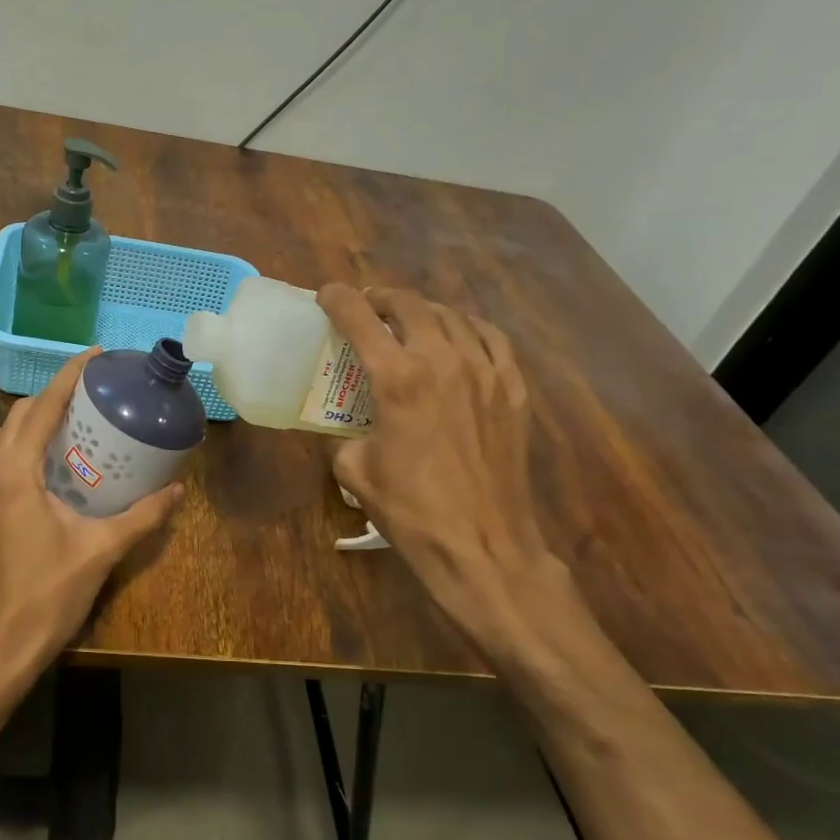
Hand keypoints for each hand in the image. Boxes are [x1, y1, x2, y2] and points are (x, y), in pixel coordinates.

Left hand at [0, 350, 183, 684]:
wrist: (4, 643)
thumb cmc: (50, 593)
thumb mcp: (102, 550)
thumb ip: (142, 516)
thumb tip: (177, 489)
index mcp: (16, 474)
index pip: (40, 409)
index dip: (67, 377)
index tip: (94, 356)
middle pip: (19, 414)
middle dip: (52, 393)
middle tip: (93, 387)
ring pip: (7, 435)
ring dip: (37, 416)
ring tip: (78, 413)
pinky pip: (4, 456)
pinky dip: (28, 441)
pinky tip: (59, 455)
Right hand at [319, 284, 569, 653]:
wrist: (482, 545)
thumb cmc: (411, 510)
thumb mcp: (354, 471)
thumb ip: (341, 434)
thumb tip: (342, 424)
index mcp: (397, 379)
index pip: (360, 318)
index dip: (338, 299)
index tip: (327, 294)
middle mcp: (443, 361)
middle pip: (410, 305)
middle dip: (382, 298)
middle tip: (367, 309)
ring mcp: (485, 372)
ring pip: (452, 316)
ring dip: (423, 311)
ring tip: (409, 323)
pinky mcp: (512, 390)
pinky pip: (492, 338)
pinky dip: (468, 328)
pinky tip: (458, 338)